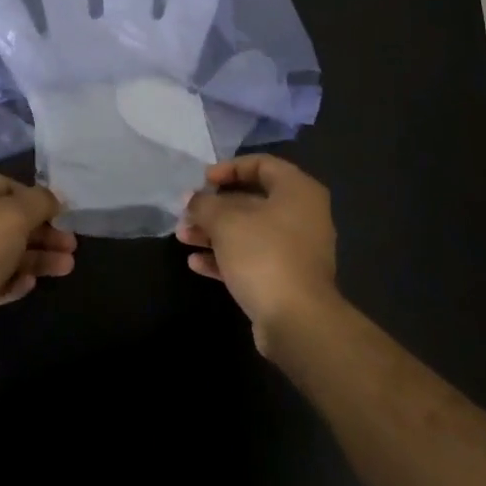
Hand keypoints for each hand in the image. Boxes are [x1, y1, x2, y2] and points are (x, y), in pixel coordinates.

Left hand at [0, 169, 74, 351]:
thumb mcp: (18, 213)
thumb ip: (41, 201)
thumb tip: (53, 199)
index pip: (6, 186)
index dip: (37, 200)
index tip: (62, 215)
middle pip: (7, 221)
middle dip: (42, 234)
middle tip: (71, 246)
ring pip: (2, 250)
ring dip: (35, 258)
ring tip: (66, 268)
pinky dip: (11, 278)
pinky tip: (29, 285)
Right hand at [177, 155, 338, 355]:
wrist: (297, 321)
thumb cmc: (263, 254)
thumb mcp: (225, 221)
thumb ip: (204, 204)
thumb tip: (192, 199)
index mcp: (297, 191)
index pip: (261, 164)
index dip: (228, 168)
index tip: (202, 181)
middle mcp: (302, 216)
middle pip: (252, 201)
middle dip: (214, 207)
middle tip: (186, 213)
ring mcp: (296, 250)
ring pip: (249, 232)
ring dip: (214, 233)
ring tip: (183, 238)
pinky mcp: (286, 279)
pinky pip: (253, 259)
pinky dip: (226, 258)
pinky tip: (196, 263)